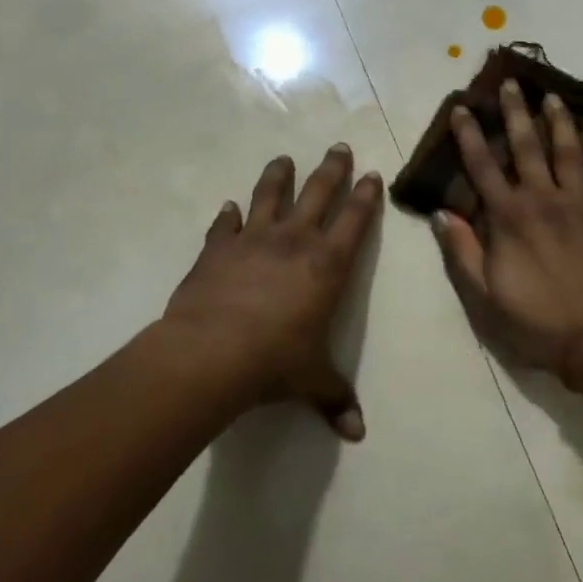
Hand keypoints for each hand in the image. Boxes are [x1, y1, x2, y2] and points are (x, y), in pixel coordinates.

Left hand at [162, 144, 381, 439]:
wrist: (211, 353)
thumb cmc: (274, 362)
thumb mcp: (312, 381)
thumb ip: (336, 399)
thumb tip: (358, 434)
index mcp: (327, 264)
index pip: (355, 220)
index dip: (366, 195)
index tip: (372, 174)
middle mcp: (294, 240)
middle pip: (318, 192)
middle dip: (332, 168)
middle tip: (339, 147)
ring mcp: (252, 239)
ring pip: (270, 194)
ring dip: (279, 175)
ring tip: (284, 159)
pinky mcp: (216, 248)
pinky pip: (224, 224)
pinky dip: (228, 215)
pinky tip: (229, 207)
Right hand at [434, 80, 582, 379]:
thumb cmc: (536, 321)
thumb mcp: (484, 296)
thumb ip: (463, 251)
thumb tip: (443, 214)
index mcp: (510, 218)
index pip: (483, 168)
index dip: (470, 137)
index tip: (463, 109)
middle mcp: (545, 200)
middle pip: (528, 148)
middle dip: (517, 114)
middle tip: (513, 84)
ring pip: (571, 154)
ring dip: (561, 123)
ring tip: (554, 98)